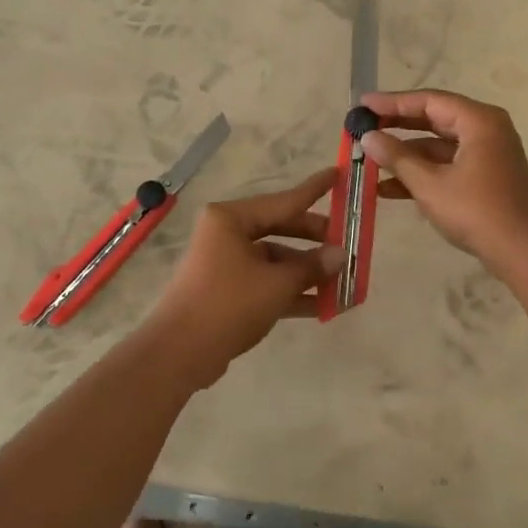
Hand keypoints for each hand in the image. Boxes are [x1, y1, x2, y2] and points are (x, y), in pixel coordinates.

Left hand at [139, 168, 341, 386]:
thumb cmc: (229, 304)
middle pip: (281, 229)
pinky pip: (266, 283)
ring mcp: (226, 264)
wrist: (179, 353)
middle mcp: (226, 234)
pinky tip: (324, 305)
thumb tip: (340, 255)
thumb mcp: (277, 283)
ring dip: (307, 272)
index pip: (284, 200)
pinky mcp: (227, 292)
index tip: (339, 174)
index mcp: (231, 219)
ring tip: (344, 281)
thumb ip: (312, 266)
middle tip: (348, 243)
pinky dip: (291, 292)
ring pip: (275, 260)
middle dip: (315, 240)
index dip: (314, 190)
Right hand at [360, 89, 527, 275]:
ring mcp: (487, 154)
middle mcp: (485, 129)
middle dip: (397, 126)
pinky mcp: (486, 176)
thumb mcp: (430, 184)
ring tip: (370, 159)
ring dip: (406, 154)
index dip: (392, 102)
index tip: (362, 105)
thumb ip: (397, 157)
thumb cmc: (477, 211)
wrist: (525, 252)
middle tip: (363, 126)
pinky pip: (448, 164)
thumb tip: (368, 137)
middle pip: (434, 118)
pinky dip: (422, 172)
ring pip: (438, 145)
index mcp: (478, 121)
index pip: (428, 100)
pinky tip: (389, 188)